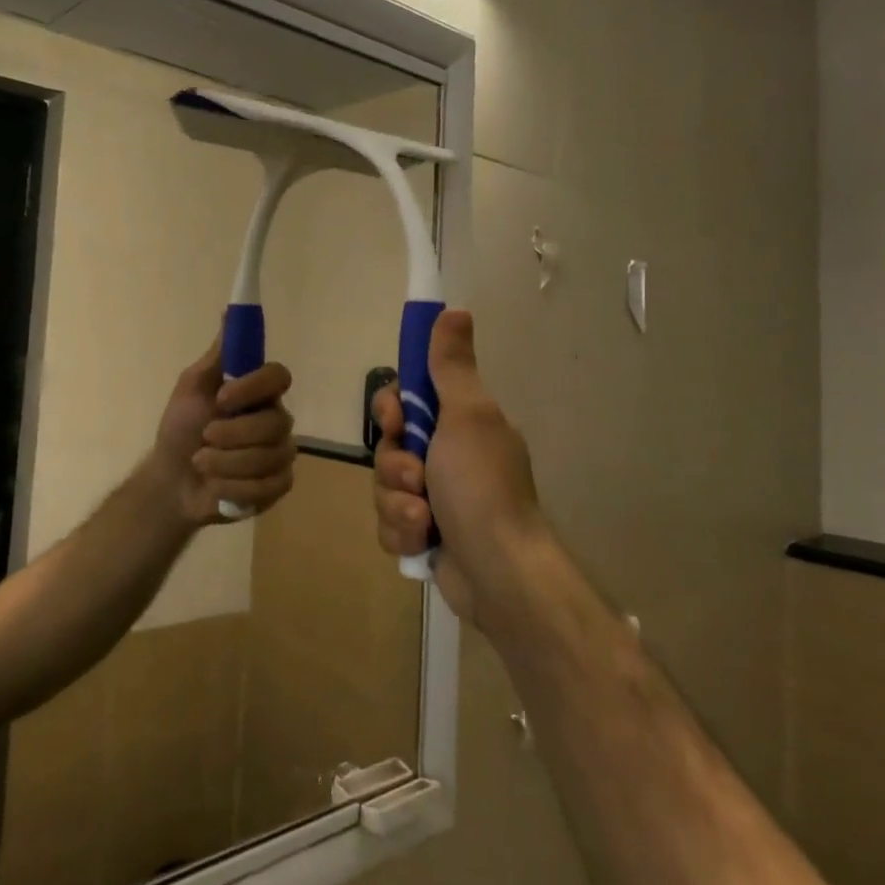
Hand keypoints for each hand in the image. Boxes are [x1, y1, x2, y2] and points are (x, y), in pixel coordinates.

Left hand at [151, 337, 296, 525]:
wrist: (171, 481)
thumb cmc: (181, 429)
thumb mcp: (192, 386)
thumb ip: (219, 355)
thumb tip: (230, 310)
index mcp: (258, 392)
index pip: (279, 376)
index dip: (254, 387)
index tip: (222, 397)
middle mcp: (275, 419)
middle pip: (276, 422)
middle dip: (233, 434)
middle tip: (204, 438)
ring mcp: (280, 453)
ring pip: (270, 456)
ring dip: (226, 463)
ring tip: (202, 464)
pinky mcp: (278, 485)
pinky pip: (270, 485)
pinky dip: (235, 487)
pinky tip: (217, 486)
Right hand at [372, 309, 554, 631]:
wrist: (499, 573)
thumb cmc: (481, 486)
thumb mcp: (467, 416)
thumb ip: (452, 366)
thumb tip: (454, 311)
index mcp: (460, 424)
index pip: (406, 400)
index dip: (392, 409)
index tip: (396, 421)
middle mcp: (448, 457)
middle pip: (389, 446)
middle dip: (395, 467)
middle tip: (418, 479)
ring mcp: (436, 498)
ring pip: (385, 487)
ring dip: (398, 504)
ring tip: (424, 521)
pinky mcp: (425, 535)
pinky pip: (390, 523)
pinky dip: (402, 533)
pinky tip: (423, 543)